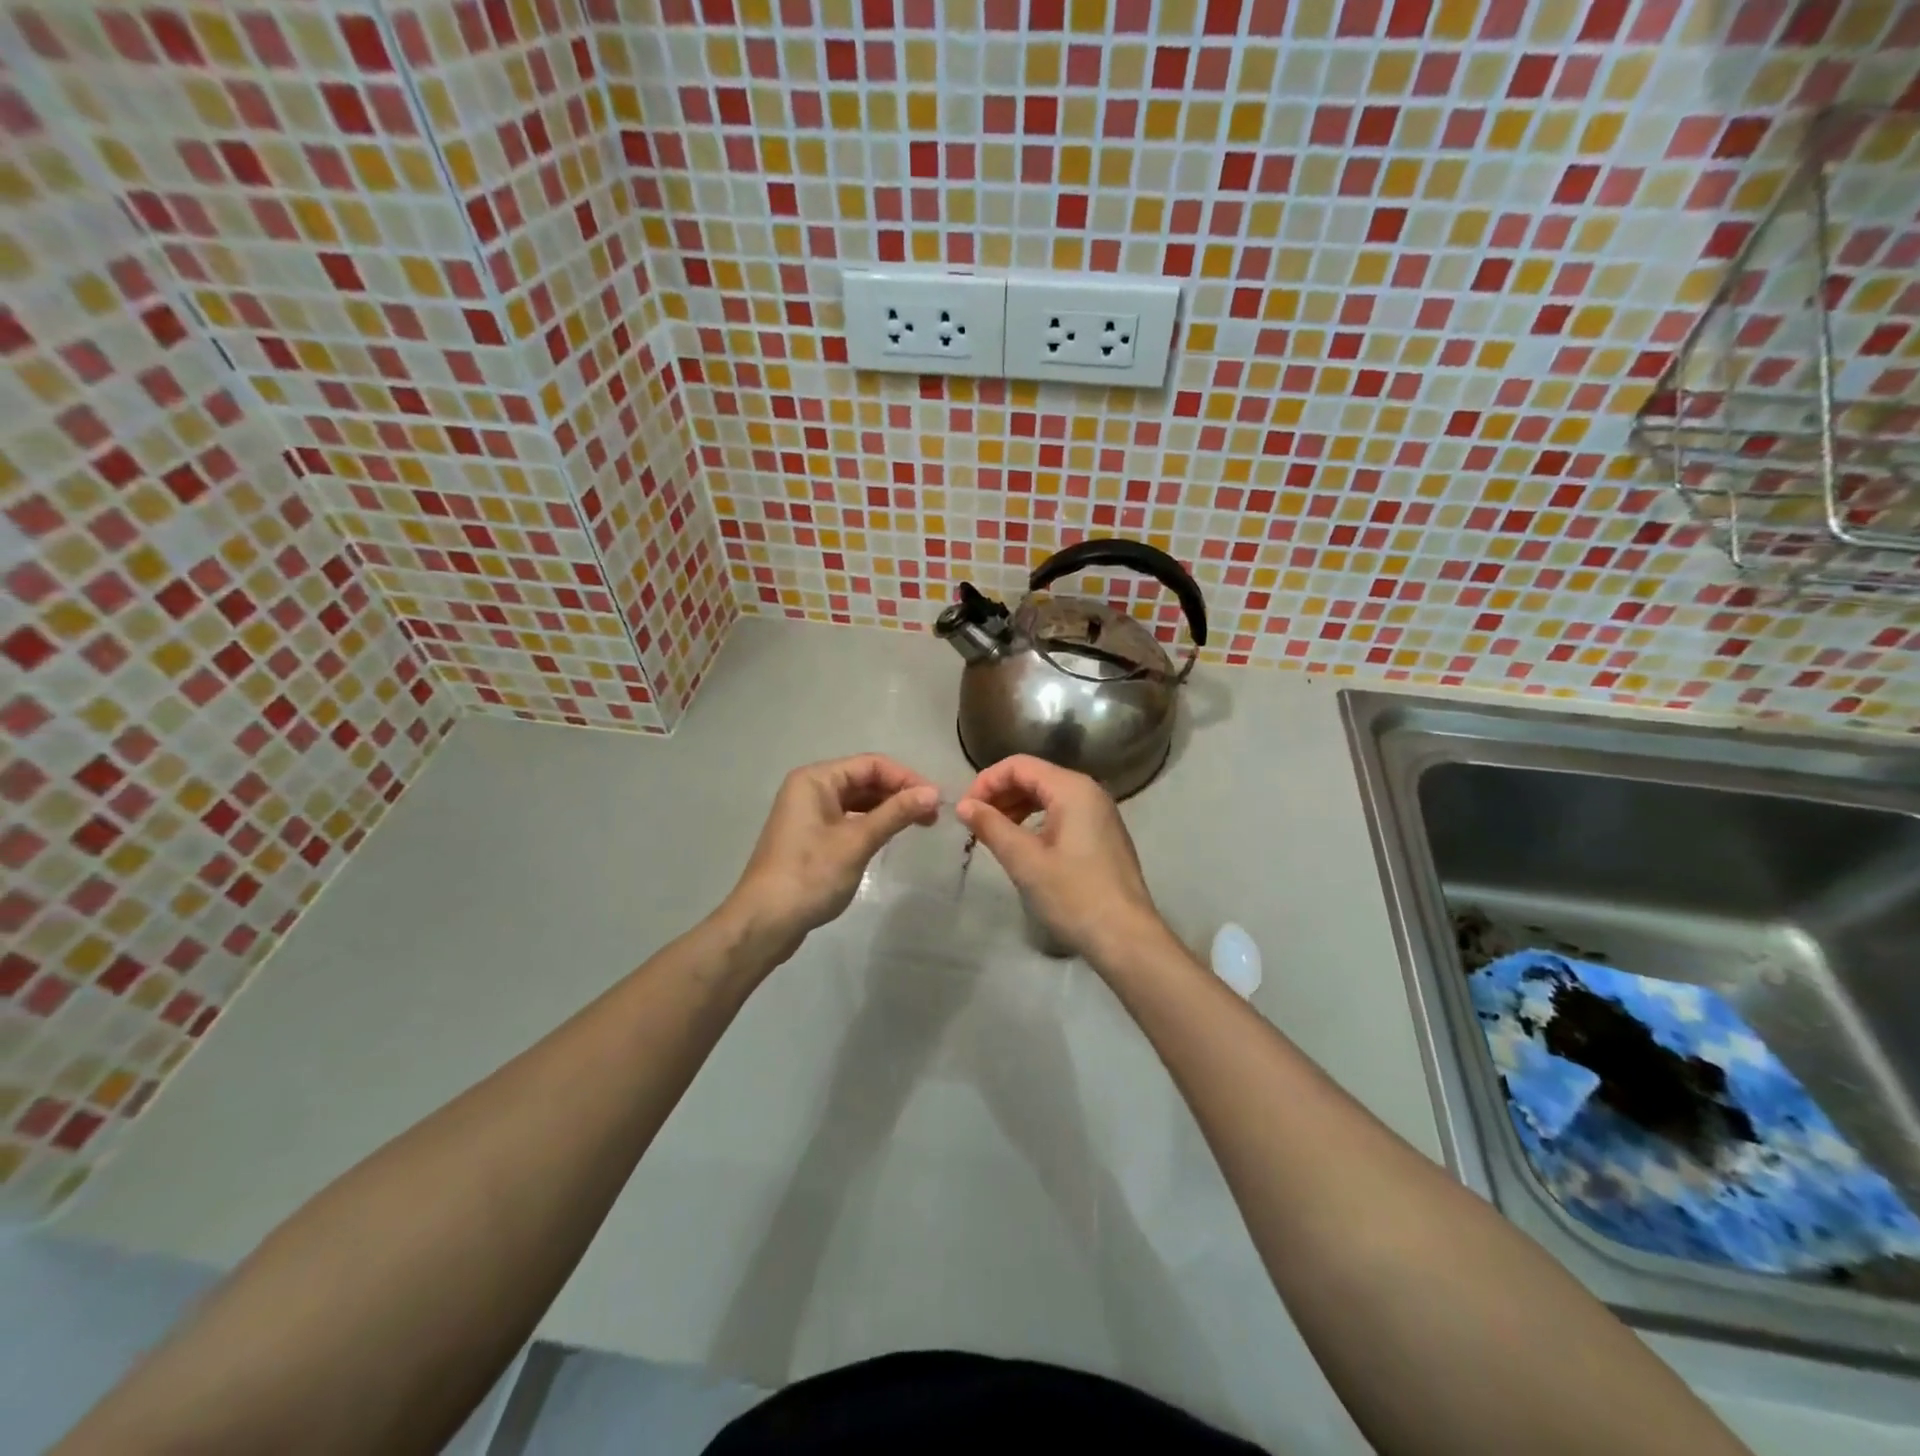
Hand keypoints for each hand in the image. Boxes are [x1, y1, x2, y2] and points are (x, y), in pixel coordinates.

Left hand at [724, 754, 939, 960]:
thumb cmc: (810, 875)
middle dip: (899, 793)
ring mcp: (809, 813)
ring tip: (920, 824)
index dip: (906, 778)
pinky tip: (891, 836)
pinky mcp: (811, 836)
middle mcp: (810, 788)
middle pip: (864, 779)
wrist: (764, 922)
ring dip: (888, 809)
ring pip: (858, 800)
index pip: (871, 765)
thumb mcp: (856, 842)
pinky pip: (849, 819)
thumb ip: (895, 813)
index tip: (936, 800)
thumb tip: (934, 793)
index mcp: (816, 779)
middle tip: (933, 815)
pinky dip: (872, 823)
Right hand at [955, 755, 1164, 965]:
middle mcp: (1089, 791)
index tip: (965, 810)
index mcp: (1072, 788)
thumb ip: (991, 826)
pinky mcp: (1102, 833)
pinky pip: (1062, 813)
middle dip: (999, 794)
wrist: (1125, 937)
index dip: (986, 782)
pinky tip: (1021, 844)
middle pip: (1034, 776)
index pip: (1019, 765)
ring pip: (1047, 795)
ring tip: (992, 834)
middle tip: (974, 823)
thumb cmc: (1073, 895)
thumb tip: (964, 806)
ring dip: (1015, 807)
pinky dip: (1035, 820)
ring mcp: (1099, 812)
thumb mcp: (1025, 861)